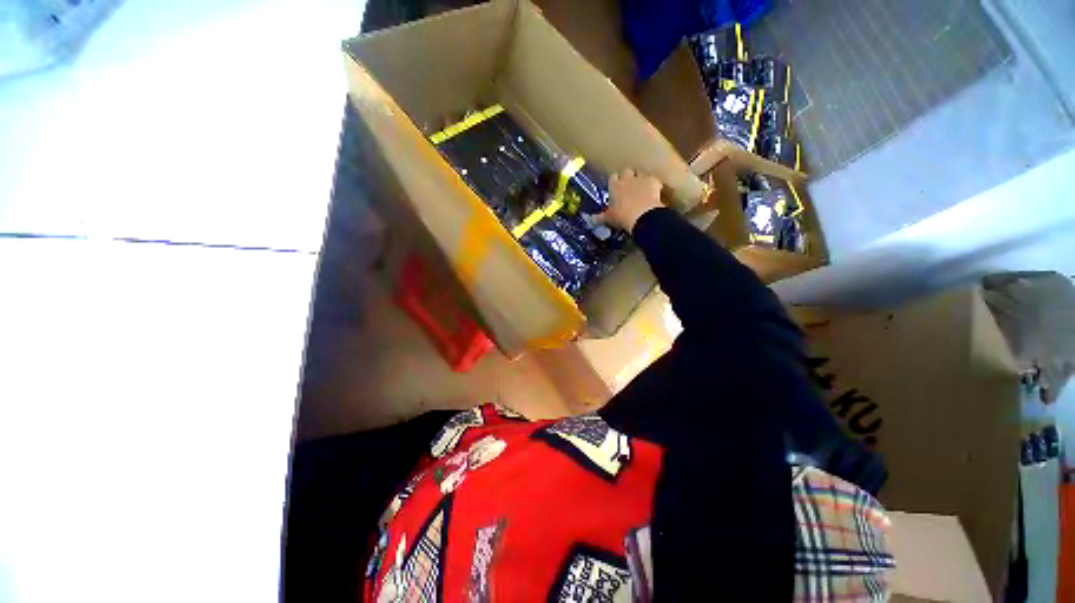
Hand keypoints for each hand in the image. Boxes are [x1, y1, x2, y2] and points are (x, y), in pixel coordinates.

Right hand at [600, 169, 663, 232]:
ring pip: (640, 173)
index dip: (614, 183)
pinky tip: (654, 193)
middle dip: (628, 178)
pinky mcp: (654, 181)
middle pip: (626, 171)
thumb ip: (599, 217)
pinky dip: (653, 185)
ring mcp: (641, 178)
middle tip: (628, 188)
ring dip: (640, 179)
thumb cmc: (621, 216)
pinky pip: (653, 180)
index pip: (612, 178)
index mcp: (614, 186)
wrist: (642, 216)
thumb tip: (591, 220)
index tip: (615, 189)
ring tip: (641, 190)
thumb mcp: (608, 218)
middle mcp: (627, 178)